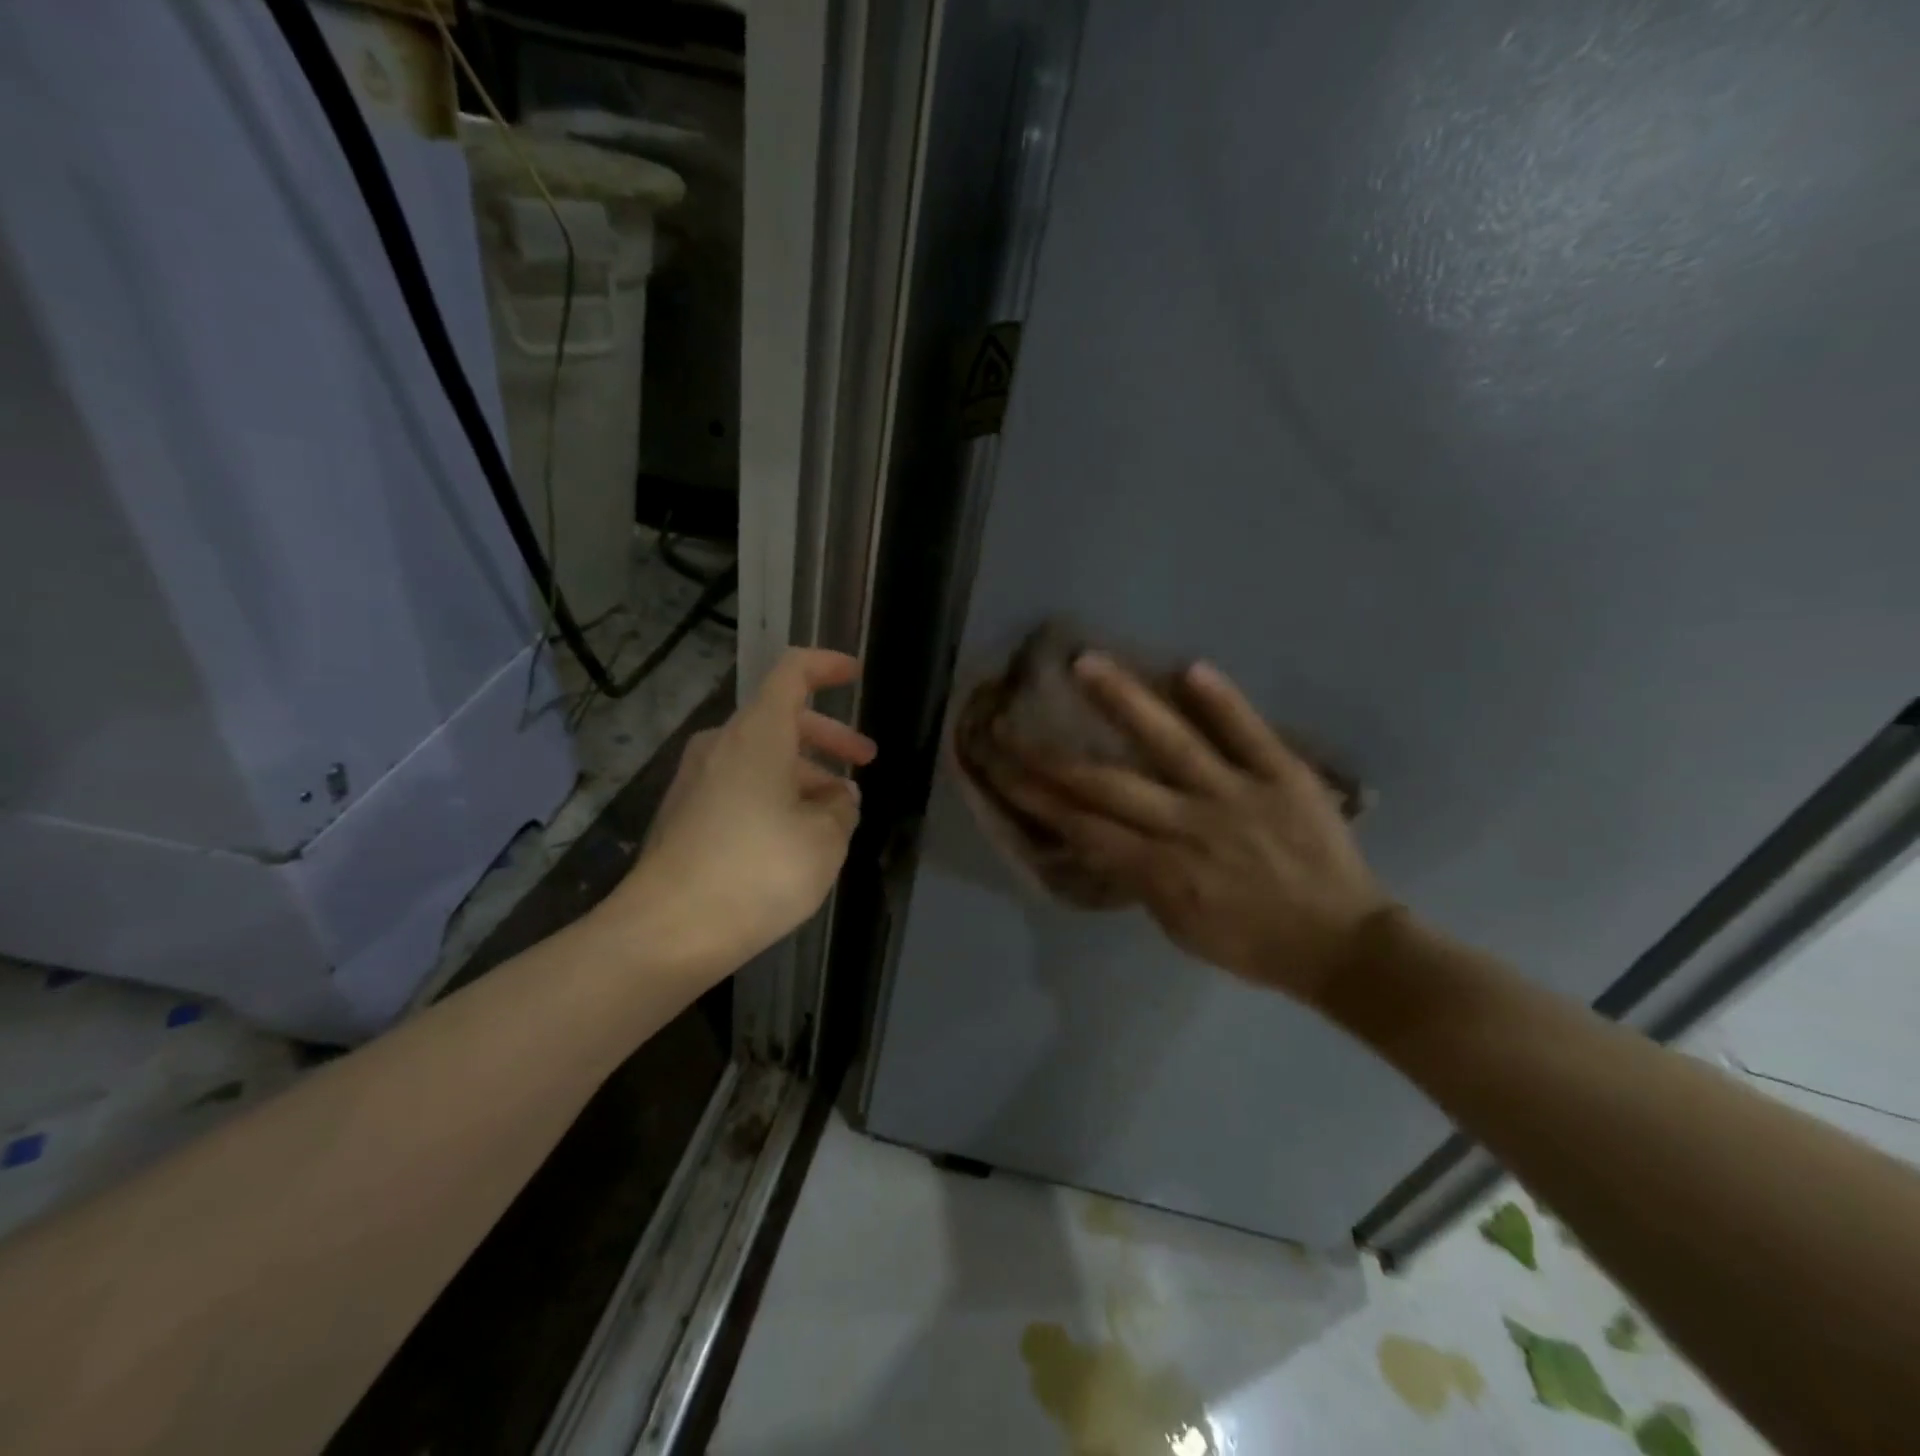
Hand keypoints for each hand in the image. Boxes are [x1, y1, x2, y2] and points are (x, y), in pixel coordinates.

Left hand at [606, 648, 876, 970]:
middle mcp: (722, 745)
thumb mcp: (825, 839)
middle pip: (782, 719)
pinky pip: (740, 785)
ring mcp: (696, 779)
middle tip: (865, 762)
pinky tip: (795, 834)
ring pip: (762, 756)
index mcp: (758, 734)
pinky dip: (775, 794)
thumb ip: (842, 807)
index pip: (793, 672)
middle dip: (829, 738)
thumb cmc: (757, 872)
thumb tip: (839, 796)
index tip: (855, 674)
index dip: (827, 666)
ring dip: (804, 773)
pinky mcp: (684, 814)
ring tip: (837, 811)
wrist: (666, 932)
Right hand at [986, 654, 1387, 1003]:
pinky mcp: (1283, 776)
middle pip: (1106, 784)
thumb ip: (1136, 877)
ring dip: (1124, 701)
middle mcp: (1189, 825)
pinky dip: (1221, 701)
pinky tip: (1188, 667)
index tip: (1000, 768)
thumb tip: (1096, 834)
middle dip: (1049, 756)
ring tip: (1086, 663)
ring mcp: (1237, 795)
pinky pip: (1248, 732)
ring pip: (1171, 743)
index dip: (1034, 796)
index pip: (1082, 826)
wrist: (1343, 945)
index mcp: (1162, 871)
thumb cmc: (1252, 943)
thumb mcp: (1178, 927)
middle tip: (1010, 723)